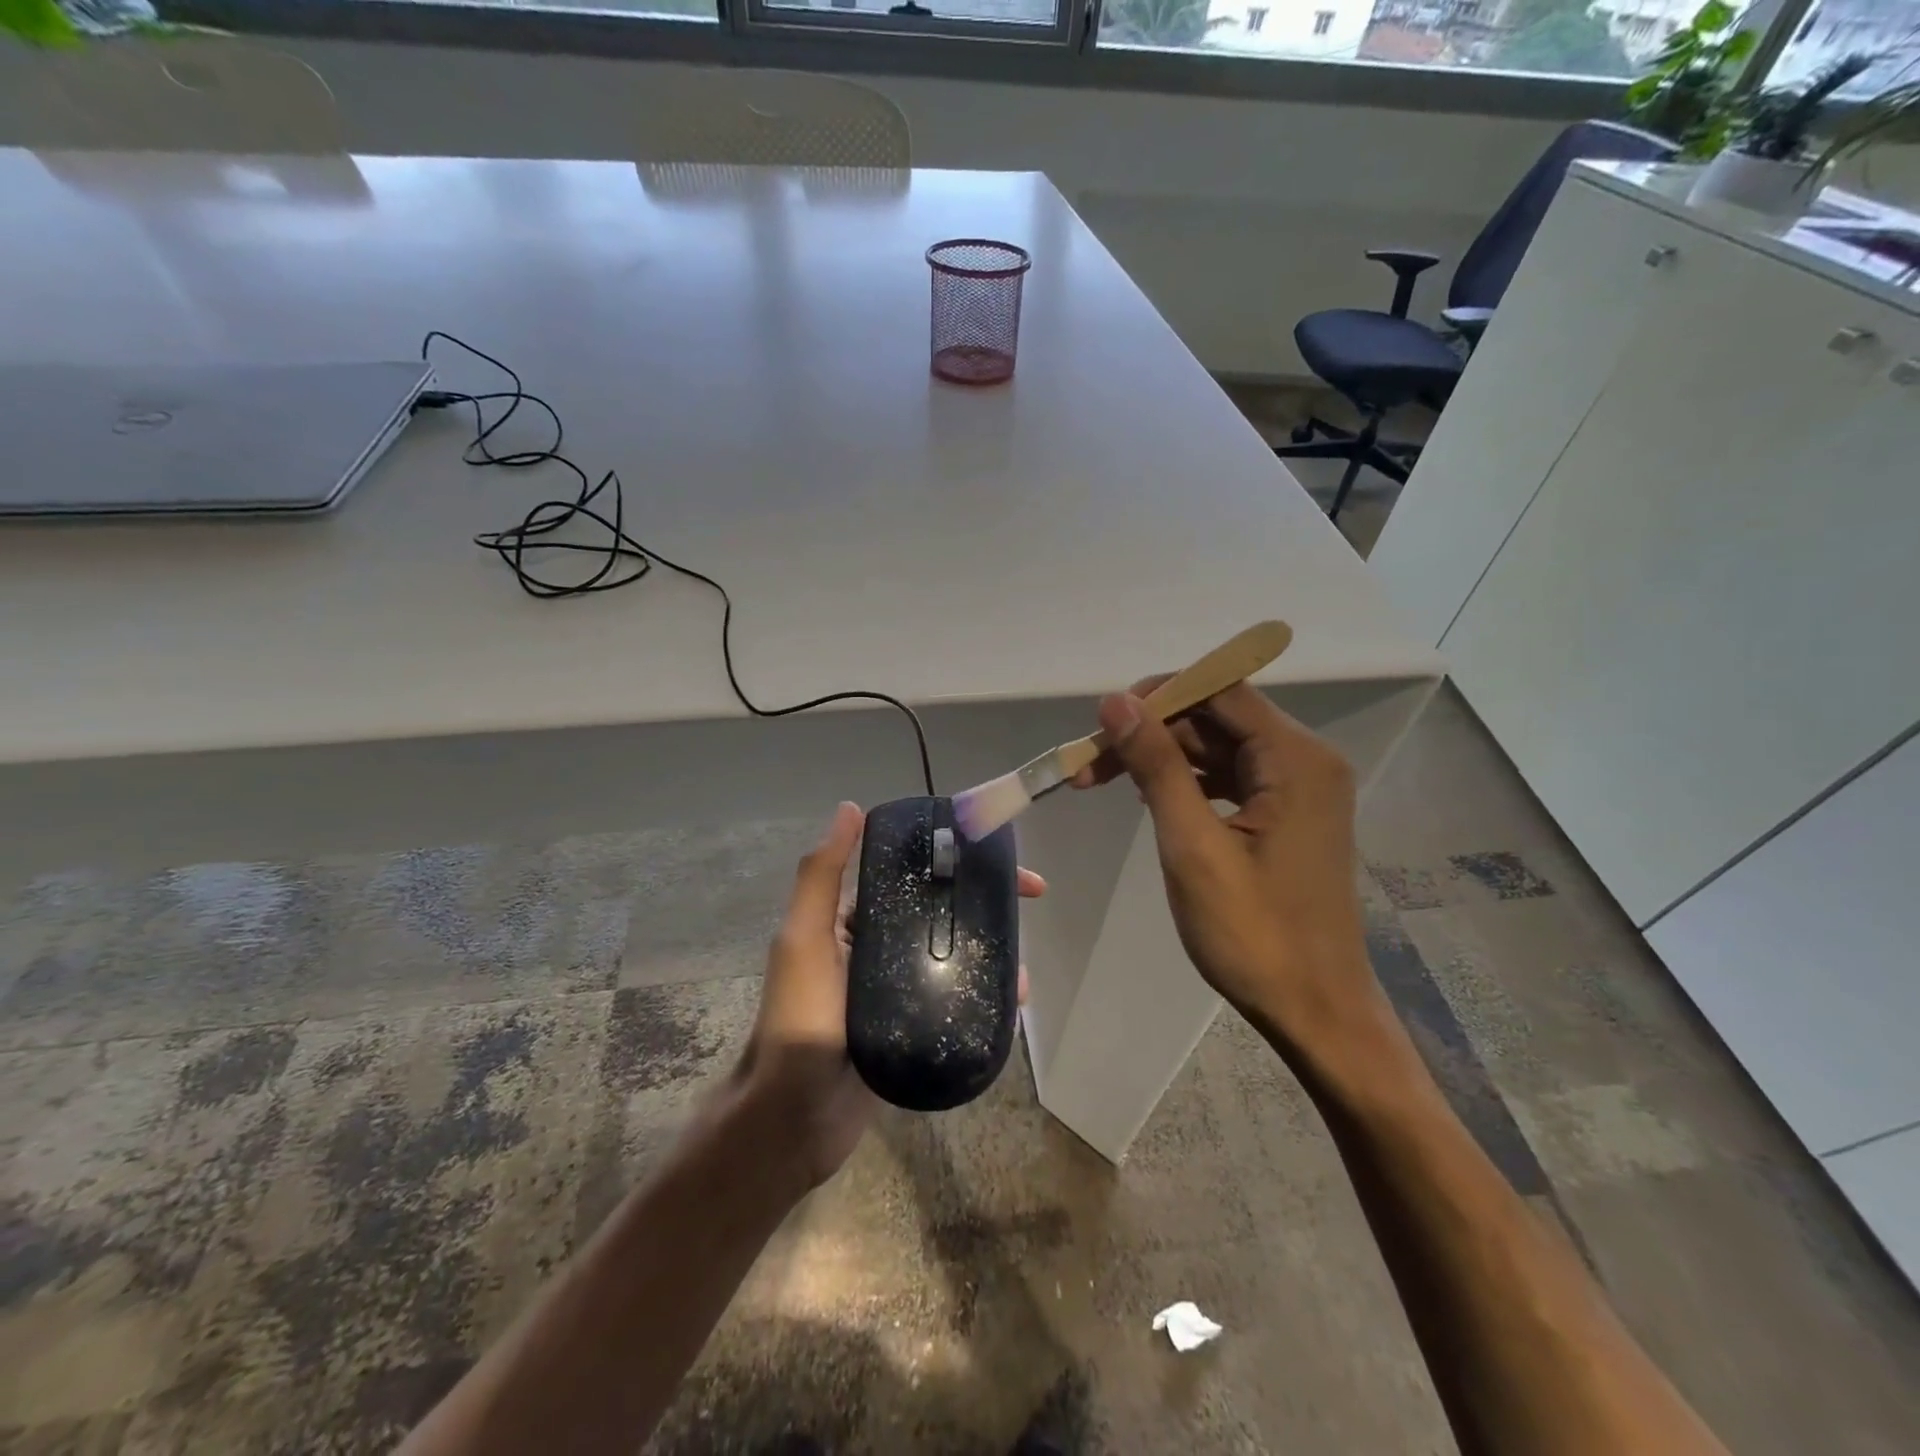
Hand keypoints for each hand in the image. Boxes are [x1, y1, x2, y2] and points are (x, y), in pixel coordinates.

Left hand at [736, 802, 1043, 1189]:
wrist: (794, 1119)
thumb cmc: (798, 1019)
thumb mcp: (804, 939)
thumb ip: (821, 876)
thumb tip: (850, 808)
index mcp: (852, 920)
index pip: (909, 874)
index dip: (950, 857)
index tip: (992, 852)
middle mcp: (877, 947)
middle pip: (940, 910)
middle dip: (983, 899)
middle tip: (1029, 899)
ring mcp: (899, 989)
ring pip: (954, 954)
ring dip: (991, 947)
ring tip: (1022, 960)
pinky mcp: (916, 1026)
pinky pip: (957, 999)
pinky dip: (986, 992)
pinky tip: (1014, 997)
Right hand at [1070, 681, 1380, 1049]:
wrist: (1316, 1011)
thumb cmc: (1254, 934)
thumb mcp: (1193, 846)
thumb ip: (1156, 766)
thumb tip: (1116, 702)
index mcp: (1295, 758)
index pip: (1220, 689)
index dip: (1158, 695)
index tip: (1104, 723)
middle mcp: (1304, 760)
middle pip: (1215, 716)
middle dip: (1151, 732)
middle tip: (1088, 765)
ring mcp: (1298, 788)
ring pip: (1216, 747)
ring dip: (1161, 758)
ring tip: (1100, 782)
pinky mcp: (1287, 814)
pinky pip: (1228, 777)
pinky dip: (1185, 782)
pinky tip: (1148, 798)